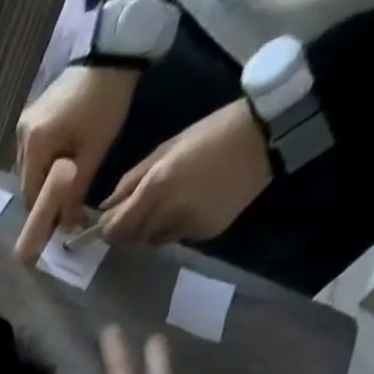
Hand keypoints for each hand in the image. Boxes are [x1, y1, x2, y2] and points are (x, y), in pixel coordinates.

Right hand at [13, 66, 138, 263]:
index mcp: (35, 146)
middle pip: (27, 185)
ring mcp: (23, 126)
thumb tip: (67, 227)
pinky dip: (44, 166)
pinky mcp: (31, 117)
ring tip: (64, 188)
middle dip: (44, 199)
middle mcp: (21, 138)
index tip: (57, 228)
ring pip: (29, 171)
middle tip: (64, 210)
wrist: (112, 52)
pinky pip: (32, 154)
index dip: (43, 214)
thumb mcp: (94, 152)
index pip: (30, 196)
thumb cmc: (106, 103)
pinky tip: (60, 165)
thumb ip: (76, 192)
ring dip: (43, 183)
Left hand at [98, 100, 270, 246]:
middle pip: (131, 239)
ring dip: (154, 228)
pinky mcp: (205, 234)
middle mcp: (166, 215)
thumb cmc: (212, 133)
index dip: (109, 227)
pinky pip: (179, 237)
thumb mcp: (166, 149)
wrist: (267, 134)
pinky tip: (195, 204)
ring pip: (154, 240)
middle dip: (130, 227)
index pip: (114, 230)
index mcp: (154, 191)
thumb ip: (131, 180)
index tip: (113, 218)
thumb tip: (105, 207)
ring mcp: (186, 228)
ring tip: (173, 202)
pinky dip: (178, 226)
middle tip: (144, 207)